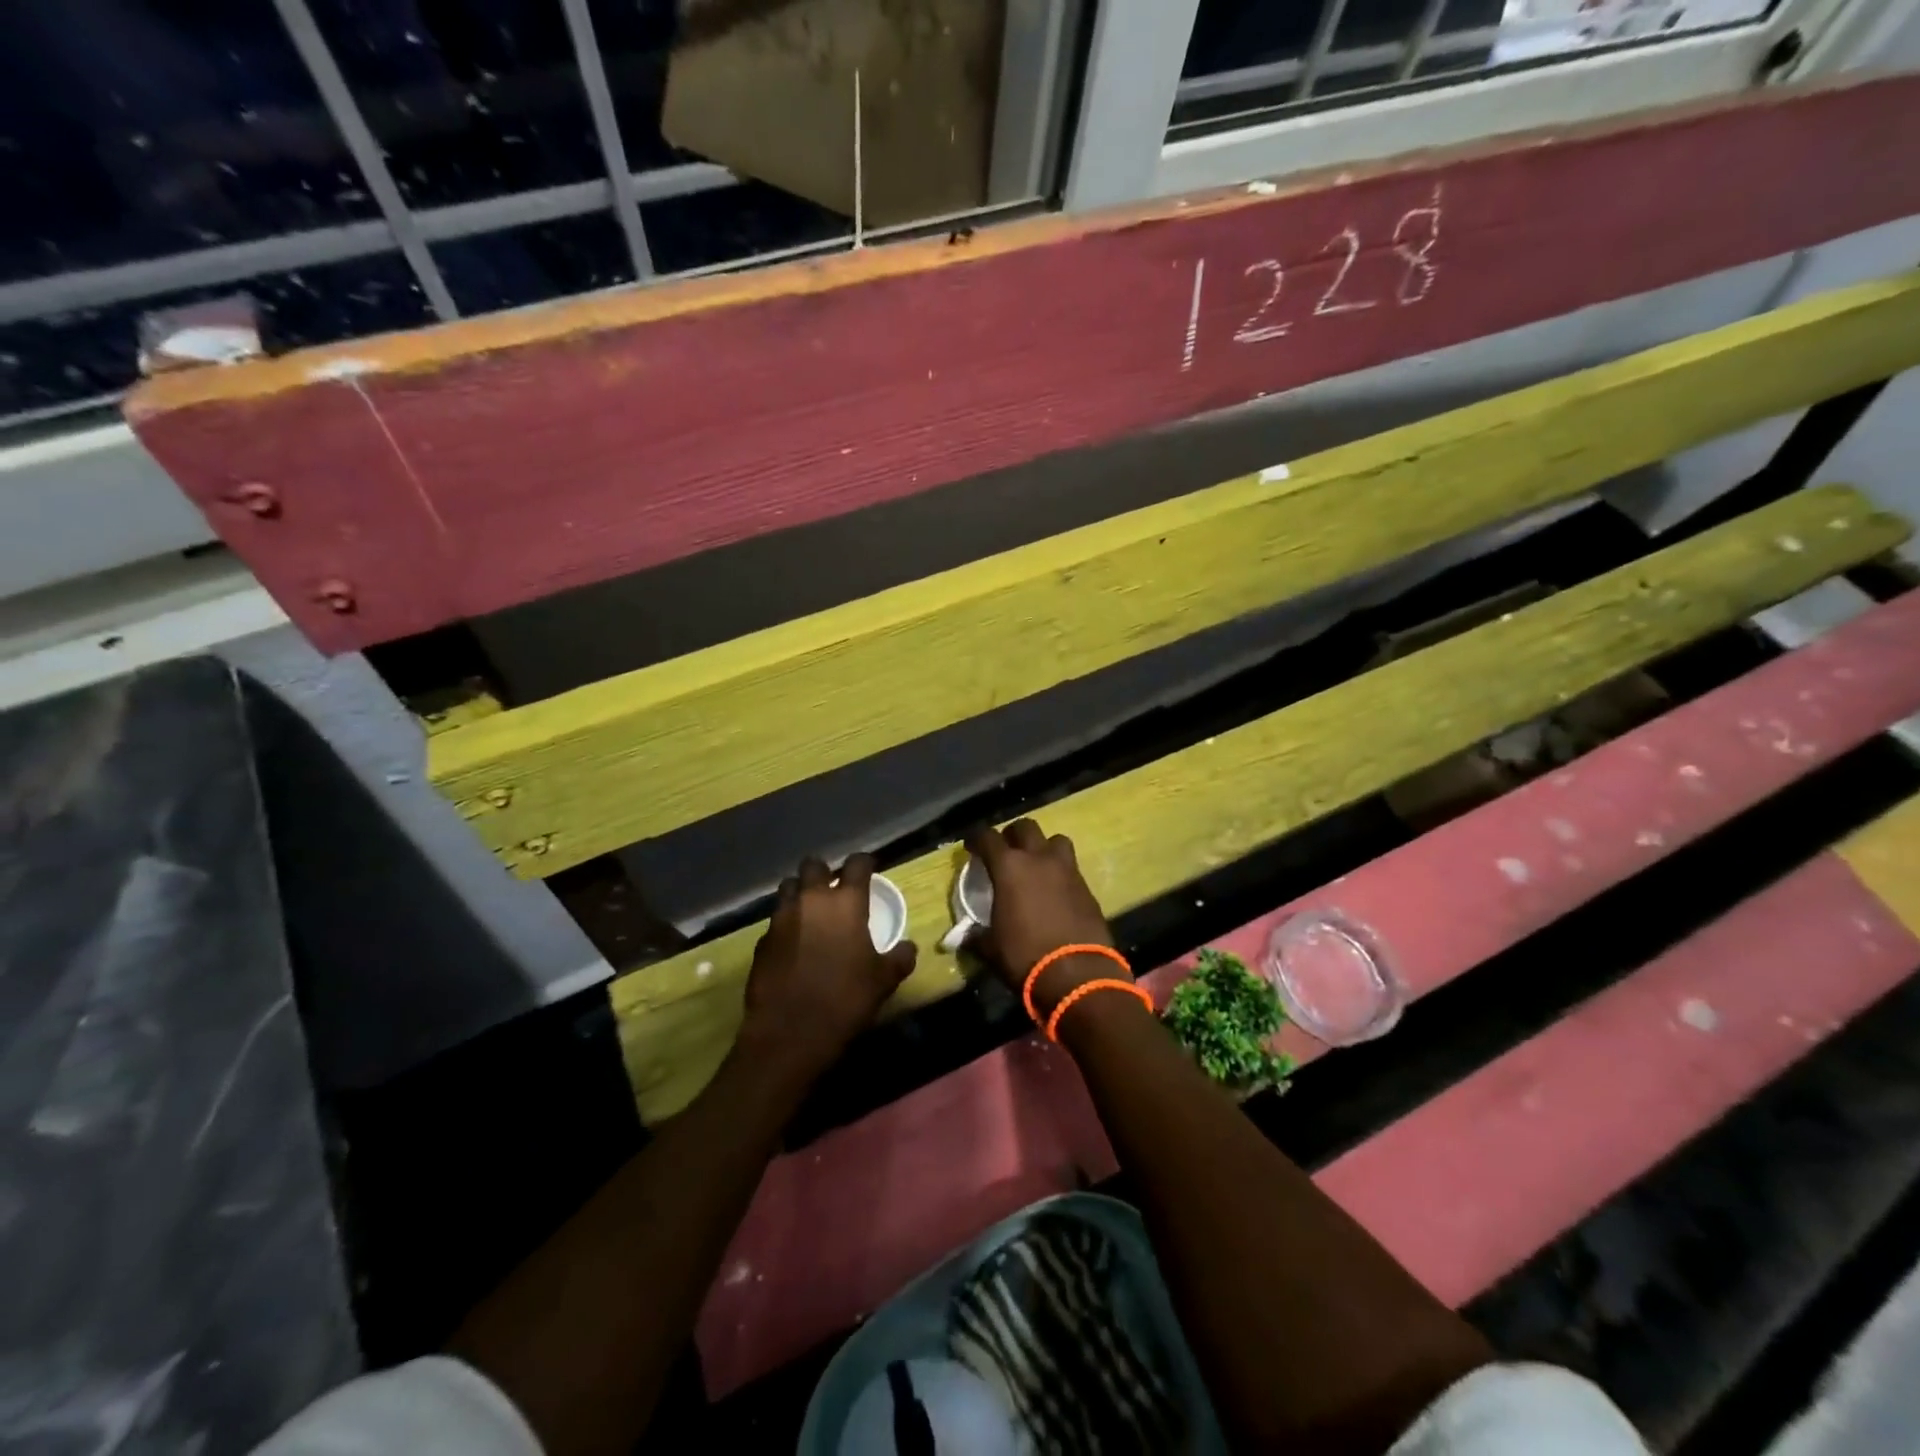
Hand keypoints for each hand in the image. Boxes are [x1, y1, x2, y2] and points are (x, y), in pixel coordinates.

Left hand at [740, 853, 917, 1080]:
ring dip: (800, 893)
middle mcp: (811, 900)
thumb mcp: (884, 981)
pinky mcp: (761, 941)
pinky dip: (785, 925)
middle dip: (824, 872)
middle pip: (813, 865)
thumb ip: (899, 958)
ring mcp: (781, 919)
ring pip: (788, 888)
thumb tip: (908, 947)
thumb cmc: (845, 1000)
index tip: (869, 869)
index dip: (864, 863)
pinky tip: (793, 945)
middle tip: (834, 888)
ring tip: (811, 911)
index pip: (856, 864)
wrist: (789, 1034)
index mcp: (846, 903)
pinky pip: (775, 921)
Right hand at [965, 820, 1121, 1016]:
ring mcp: (1067, 870)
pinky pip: (1071, 866)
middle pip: (1025, 827)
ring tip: (1035, 864)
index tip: (971, 846)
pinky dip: (1060, 871)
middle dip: (1012, 835)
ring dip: (1042, 847)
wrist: (1078, 975)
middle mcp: (1039, 858)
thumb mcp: (991, 949)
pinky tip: (1054, 890)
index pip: (987, 837)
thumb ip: (976, 936)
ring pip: (1055, 840)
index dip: (976, 838)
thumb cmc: (1025, 957)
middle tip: (1005, 852)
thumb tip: (966, 936)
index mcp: (1009, 867)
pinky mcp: (1087, 886)